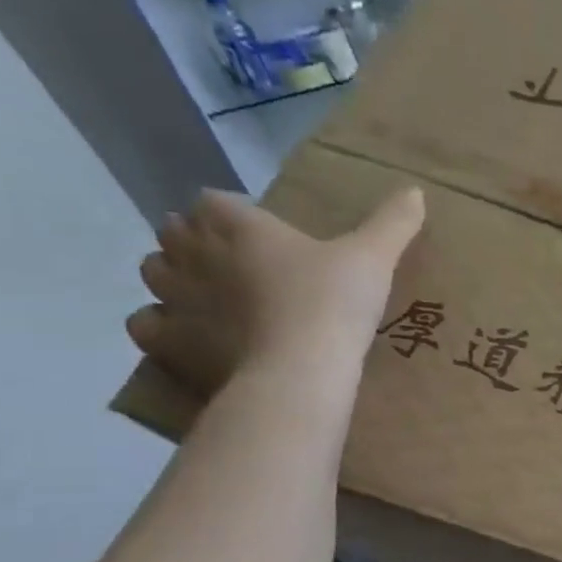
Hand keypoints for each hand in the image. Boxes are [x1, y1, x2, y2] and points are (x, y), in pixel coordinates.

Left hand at [127, 187, 424, 395]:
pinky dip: (161, 322)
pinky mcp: (167, 340)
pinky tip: (189, 332)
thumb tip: (416, 191)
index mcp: (238, 225)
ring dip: (173, 276)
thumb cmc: (333, 303)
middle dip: (195, 240)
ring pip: (153, 271)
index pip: (214, 201)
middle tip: (233, 261)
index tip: (257, 229)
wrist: (299, 371)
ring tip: (206, 294)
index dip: (230, 212)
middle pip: (176, 232)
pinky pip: (144, 321)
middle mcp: (194, 252)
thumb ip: (392, 223)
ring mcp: (173, 296)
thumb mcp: (373, 258)